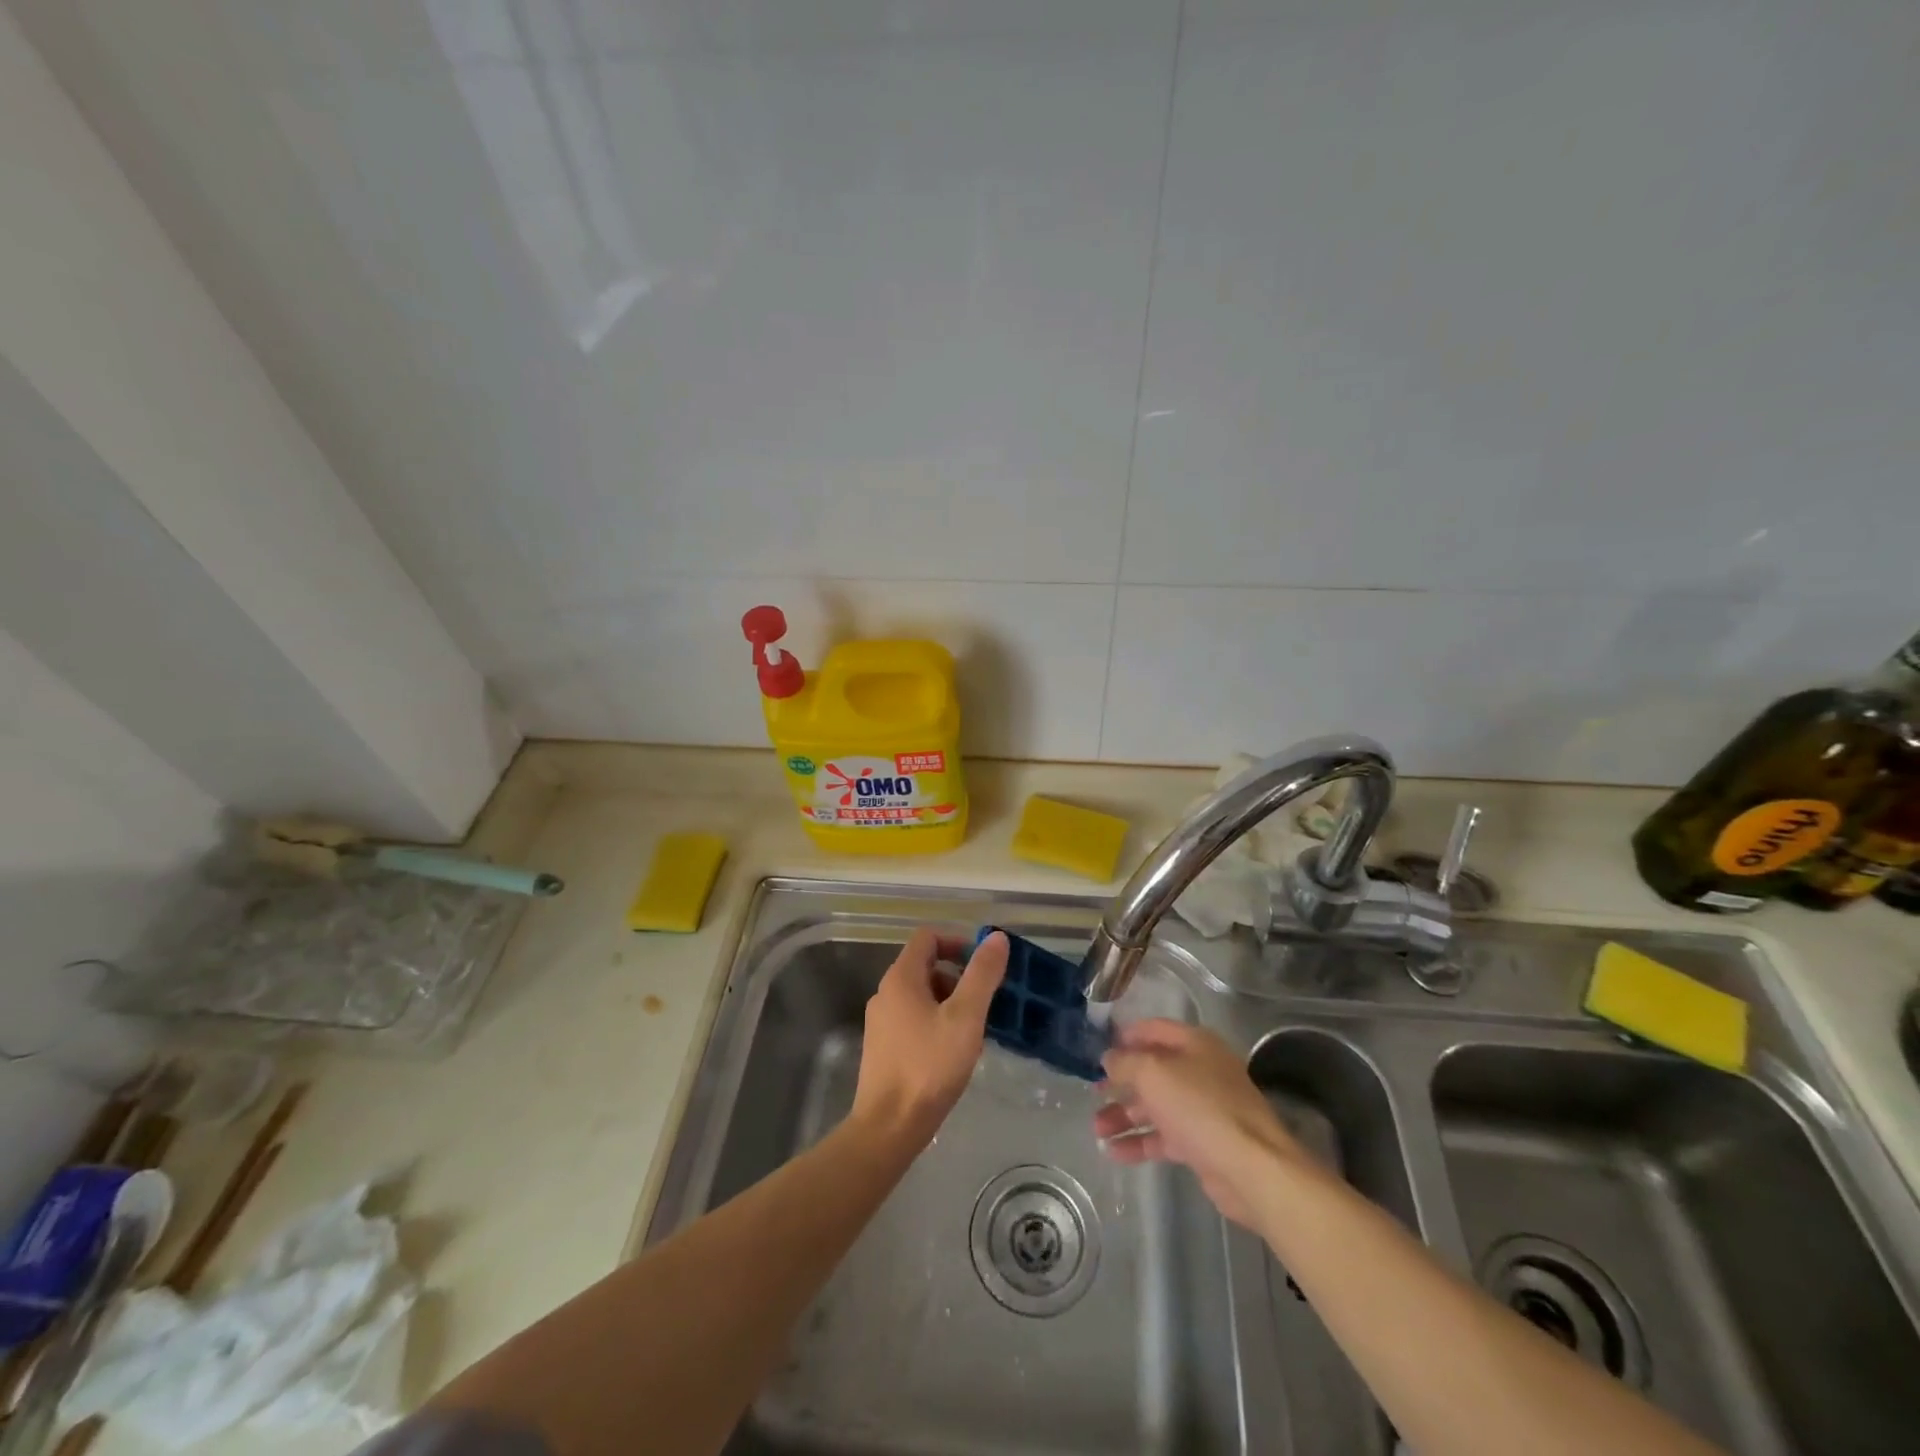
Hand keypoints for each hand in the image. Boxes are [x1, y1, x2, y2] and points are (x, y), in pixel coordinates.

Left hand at [852, 927, 1008, 1145]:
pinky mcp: (883, 1048)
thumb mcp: (965, 1017)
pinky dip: (936, 1023)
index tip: (983, 964)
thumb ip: (982, 975)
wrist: (889, 1127)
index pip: (928, 937)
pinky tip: (954, 1052)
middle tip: (985, 1001)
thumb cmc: (929, 1066)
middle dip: (958, 976)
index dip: (958, 942)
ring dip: (950, 1002)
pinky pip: (914, 1020)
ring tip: (974, 1030)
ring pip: (921, 996)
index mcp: (900, 978)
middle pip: (925, 966)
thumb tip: (997, 937)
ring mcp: (881, 1022)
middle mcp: (885, 993)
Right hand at [1095, 1020, 1304, 1227]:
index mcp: (1195, 1044)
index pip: (1154, 1029)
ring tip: (1096, 1129)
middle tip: (1092, 1093)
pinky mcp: (1202, 1143)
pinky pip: (1163, 1137)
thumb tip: (1109, 1058)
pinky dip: (1139, 1142)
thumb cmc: (1200, 1106)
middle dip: (1120, 1083)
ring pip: (1155, 1106)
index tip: (1099, 1047)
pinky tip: (1113, 1152)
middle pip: (1152, 1070)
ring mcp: (1202, 1108)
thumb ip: (1125, 1062)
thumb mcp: (1153, 1074)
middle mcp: (1199, 1071)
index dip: (1126, 1035)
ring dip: (1124, 1115)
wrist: (1251, 1168)